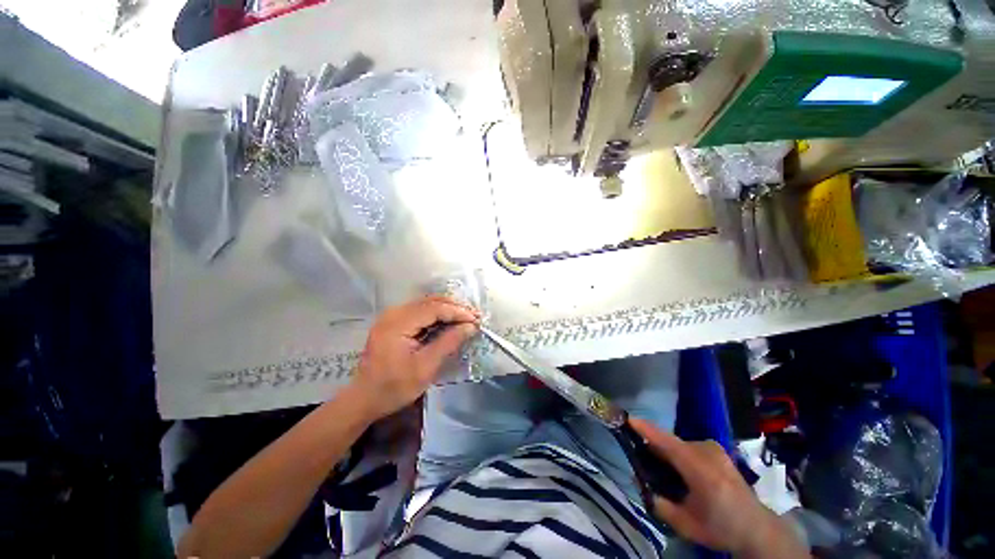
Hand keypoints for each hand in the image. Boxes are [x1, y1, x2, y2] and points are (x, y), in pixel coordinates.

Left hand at [350, 296, 479, 420]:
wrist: (364, 399)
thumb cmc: (394, 387)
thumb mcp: (425, 367)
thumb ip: (448, 342)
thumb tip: (470, 327)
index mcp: (398, 323)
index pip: (434, 308)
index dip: (457, 312)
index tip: (476, 320)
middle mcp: (394, 313)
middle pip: (430, 301)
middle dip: (454, 307)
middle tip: (474, 317)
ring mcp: (392, 316)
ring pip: (426, 304)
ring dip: (447, 309)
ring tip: (466, 318)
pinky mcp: (393, 322)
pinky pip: (420, 311)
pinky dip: (437, 315)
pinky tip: (448, 321)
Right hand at [630, 419, 804, 556]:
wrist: (757, 528)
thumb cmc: (721, 527)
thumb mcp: (686, 525)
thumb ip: (659, 503)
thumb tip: (637, 480)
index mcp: (701, 470)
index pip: (668, 442)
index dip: (647, 430)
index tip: (627, 419)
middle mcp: (707, 452)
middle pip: (670, 441)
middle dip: (652, 445)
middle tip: (638, 455)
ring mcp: (713, 448)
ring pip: (678, 444)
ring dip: (665, 451)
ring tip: (658, 466)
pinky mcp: (717, 449)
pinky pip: (688, 445)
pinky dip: (677, 452)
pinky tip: (677, 469)